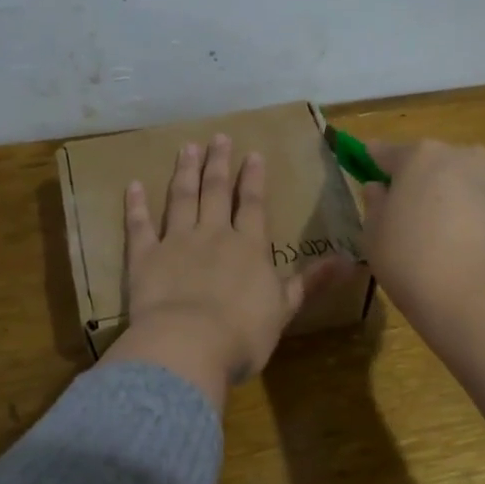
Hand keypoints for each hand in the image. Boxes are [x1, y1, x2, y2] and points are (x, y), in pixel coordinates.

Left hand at [100, 134, 348, 407]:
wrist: (189, 346)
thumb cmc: (243, 334)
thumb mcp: (285, 309)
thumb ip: (311, 282)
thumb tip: (351, 261)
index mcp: (249, 247)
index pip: (252, 204)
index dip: (253, 179)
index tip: (252, 153)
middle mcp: (213, 235)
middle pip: (215, 192)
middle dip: (218, 163)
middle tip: (218, 137)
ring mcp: (176, 242)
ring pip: (181, 198)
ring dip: (185, 172)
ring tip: (187, 148)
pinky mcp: (145, 258)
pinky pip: (139, 225)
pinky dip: (136, 205)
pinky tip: (133, 185)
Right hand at [360, 139, 484, 332]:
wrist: (479, 300)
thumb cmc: (411, 262)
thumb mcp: (373, 235)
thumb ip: (374, 204)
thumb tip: (379, 188)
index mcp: (420, 156)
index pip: (387, 152)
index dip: (373, 160)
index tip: (366, 166)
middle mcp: (462, 156)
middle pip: (431, 163)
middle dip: (418, 180)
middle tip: (406, 212)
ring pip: (463, 180)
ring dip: (450, 196)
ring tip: (441, 232)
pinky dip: (475, 215)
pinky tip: (466, 246)